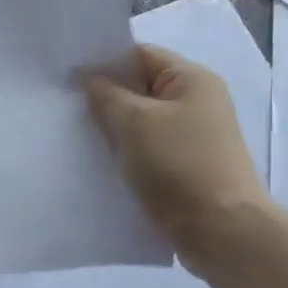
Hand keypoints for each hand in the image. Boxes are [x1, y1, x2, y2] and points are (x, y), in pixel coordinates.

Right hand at [85, 45, 267, 266]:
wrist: (222, 232)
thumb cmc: (179, 166)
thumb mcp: (134, 123)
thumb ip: (106, 95)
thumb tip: (89, 78)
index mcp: (192, 80)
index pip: (140, 55)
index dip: (104, 62)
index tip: (67, 77)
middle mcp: (198, 103)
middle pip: (140, 89)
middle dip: (105, 98)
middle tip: (65, 108)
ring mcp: (194, 138)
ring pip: (142, 123)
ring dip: (114, 130)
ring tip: (77, 137)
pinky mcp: (187, 169)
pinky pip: (149, 151)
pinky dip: (127, 155)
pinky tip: (100, 165)